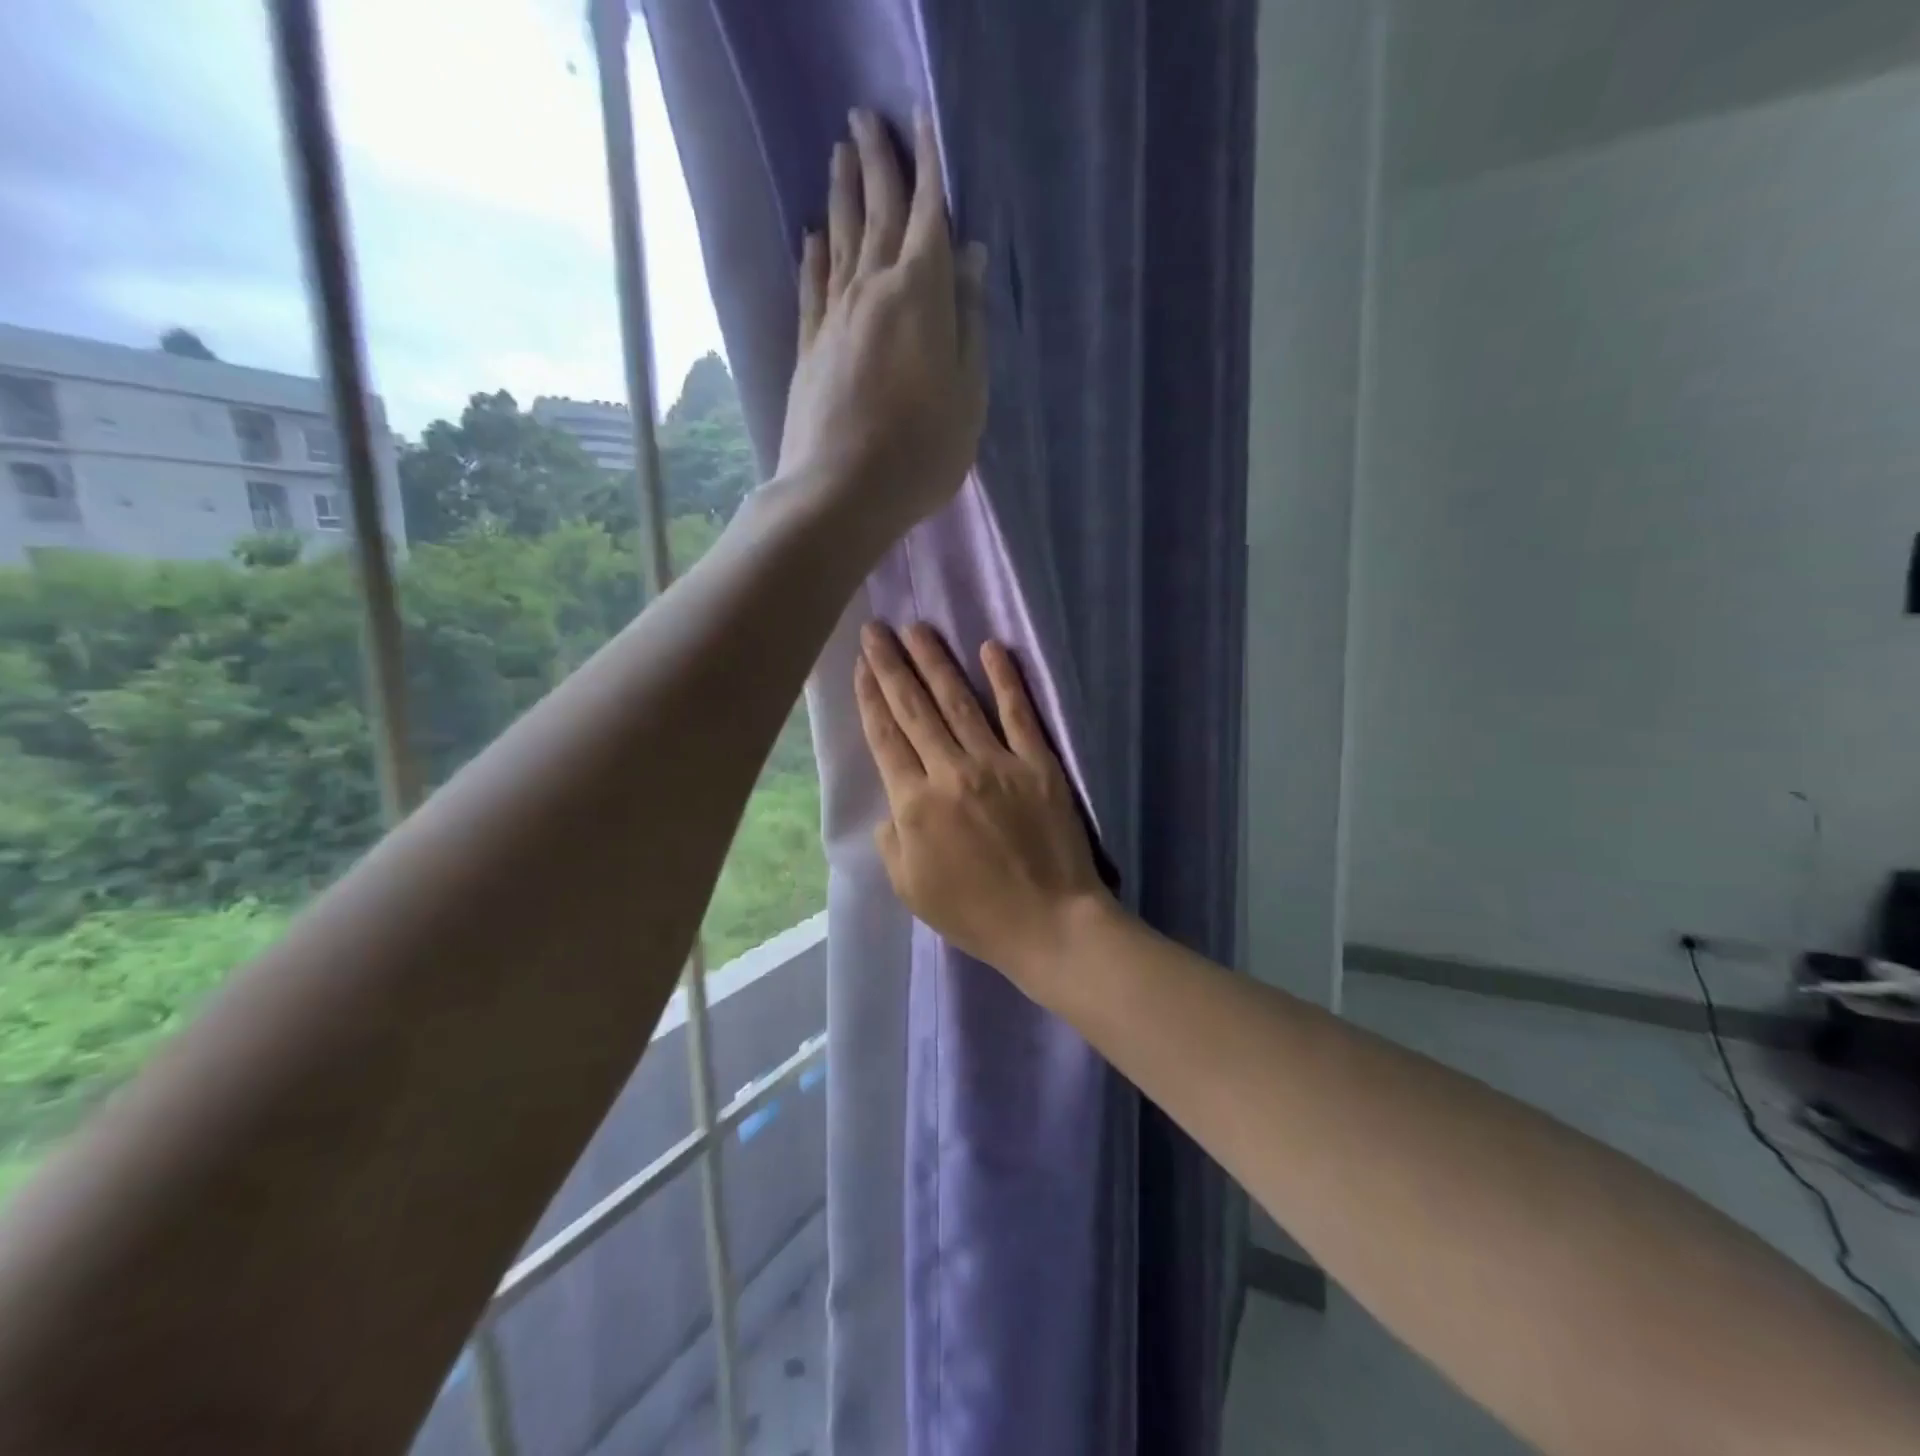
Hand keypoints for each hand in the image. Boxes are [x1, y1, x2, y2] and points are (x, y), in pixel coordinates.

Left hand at [778, 109, 987, 538]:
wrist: (841, 492)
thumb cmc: (921, 453)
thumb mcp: (969, 397)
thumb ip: (970, 325)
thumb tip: (969, 260)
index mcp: (922, 296)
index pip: (928, 215)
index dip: (928, 167)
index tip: (920, 121)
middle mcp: (873, 290)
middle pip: (877, 213)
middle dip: (877, 162)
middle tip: (867, 118)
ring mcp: (835, 317)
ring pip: (839, 239)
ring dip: (841, 194)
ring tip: (840, 154)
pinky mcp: (809, 347)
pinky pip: (812, 286)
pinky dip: (813, 255)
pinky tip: (811, 236)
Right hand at [854, 622, 1110, 980]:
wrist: (1048, 923)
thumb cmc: (975, 913)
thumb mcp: (910, 888)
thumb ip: (892, 839)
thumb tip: (894, 802)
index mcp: (914, 804)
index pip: (886, 738)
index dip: (870, 697)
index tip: (862, 664)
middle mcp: (950, 772)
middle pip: (914, 709)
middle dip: (892, 666)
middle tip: (876, 629)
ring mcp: (997, 763)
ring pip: (958, 701)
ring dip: (935, 661)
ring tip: (918, 628)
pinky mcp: (1038, 764)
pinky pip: (1018, 714)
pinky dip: (1005, 679)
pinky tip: (990, 648)